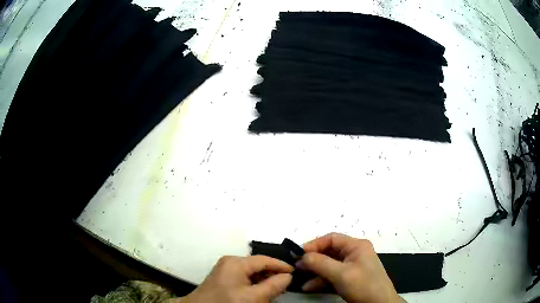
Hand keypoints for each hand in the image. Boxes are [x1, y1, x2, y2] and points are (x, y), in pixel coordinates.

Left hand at [180, 255, 292, 302]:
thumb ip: (273, 286)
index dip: (281, 265)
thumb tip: (288, 276)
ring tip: (275, 289)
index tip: (295, 272)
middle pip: (257, 265)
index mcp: (236, 262)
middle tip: (286, 283)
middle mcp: (230, 262)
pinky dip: (254, 284)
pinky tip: (260, 292)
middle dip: (272, 274)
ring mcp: (225, 270)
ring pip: (251, 272)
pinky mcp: (223, 278)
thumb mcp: (253, 297)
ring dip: (263, 280)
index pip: (264, 259)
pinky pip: (244, 278)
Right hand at [297, 233, 403, 302]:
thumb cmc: (363, 285)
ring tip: (300, 279)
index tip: (299, 254)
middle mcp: (355, 253)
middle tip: (297, 267)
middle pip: (329, 251)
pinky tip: (309, 287)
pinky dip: (321, 280)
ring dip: (315, 272)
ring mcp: (353, 266)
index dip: (314, 244)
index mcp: (357, 246)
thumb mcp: (341, 274)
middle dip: (313, 260)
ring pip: (329, 264)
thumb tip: (302, 256)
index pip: (332, 238)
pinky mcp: (350, 278)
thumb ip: (320, 263)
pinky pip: (332, 275)